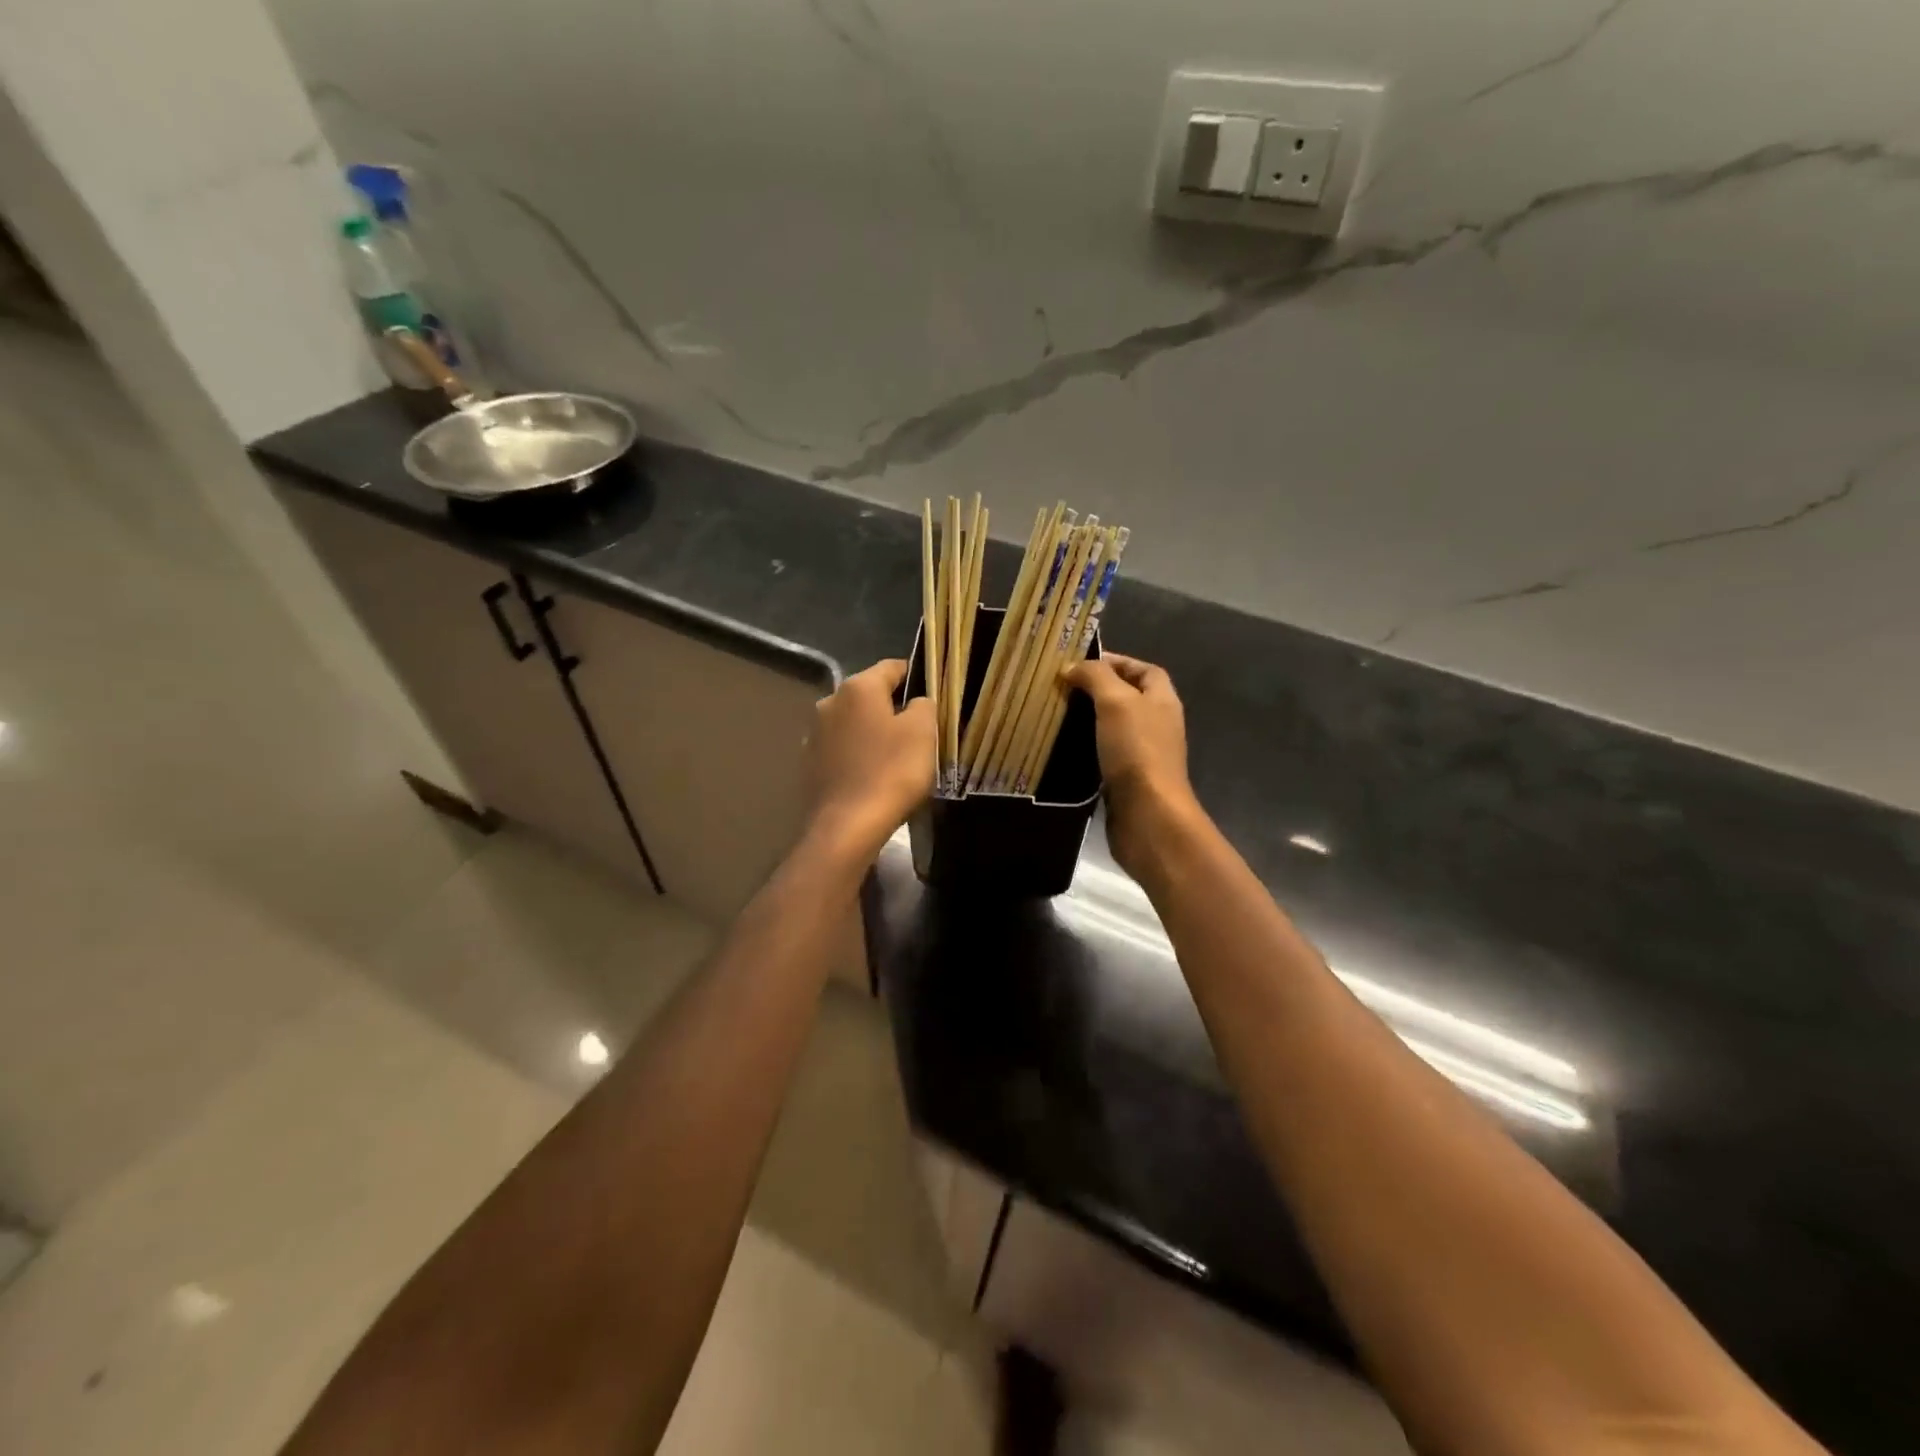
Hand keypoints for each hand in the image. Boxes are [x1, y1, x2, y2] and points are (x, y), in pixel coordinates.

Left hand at [807, 659, 936, 861]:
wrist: (846, 828)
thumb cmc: (890, 772)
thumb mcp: (923, 732)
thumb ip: (924, 705)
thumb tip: (917, 701)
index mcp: (857, 687)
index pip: (893, 667)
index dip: (916, 676)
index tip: (934, 694)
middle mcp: (830, 702)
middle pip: (870, 696)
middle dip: (893, 707)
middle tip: (919, 730)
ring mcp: (815, 734)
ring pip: (854, 723)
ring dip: (873, 732)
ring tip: (896, 755)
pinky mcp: (809, 764)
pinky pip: (842, 750)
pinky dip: (858, 755)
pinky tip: (872, 775)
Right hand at [1061, 653, 1201, 878]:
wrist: (1148, 815)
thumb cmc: (1136, 751)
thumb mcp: (1115, 701)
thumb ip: (1096, 677)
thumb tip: (1074, 667)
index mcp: (1162, 701)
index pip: (1145, 670)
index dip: (1118, 662)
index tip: (1082, 663)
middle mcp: (1158, 724)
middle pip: (1129, 697)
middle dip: (1098, 690)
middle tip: (1063, 689)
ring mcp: (1144, 754)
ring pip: (1115, 727)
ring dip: (1090, 720)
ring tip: (1058, 715)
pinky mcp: (1128, 780)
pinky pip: (1106, 754)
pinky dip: (1088, 748)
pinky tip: (1065, 748)